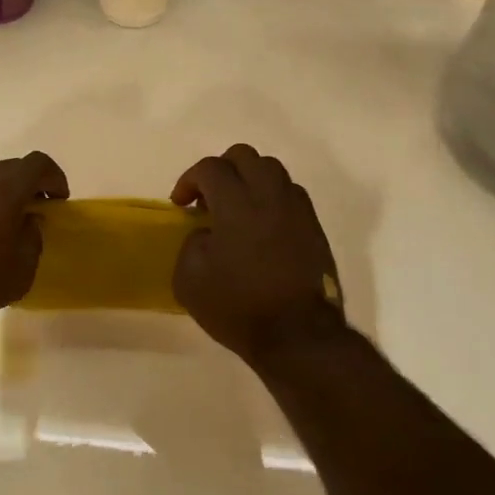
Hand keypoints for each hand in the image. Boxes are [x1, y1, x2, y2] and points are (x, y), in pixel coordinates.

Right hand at [171, 144, 346, 364]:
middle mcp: (270, 198)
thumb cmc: (238, 307)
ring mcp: (297, 211)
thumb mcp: (189, 280)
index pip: (211, 168)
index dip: (189, 180)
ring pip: (273, 170)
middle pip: (246, 156)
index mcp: (237, 206)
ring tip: (236, 207)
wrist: (298, 337)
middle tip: (208, 197)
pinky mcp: (314, 229)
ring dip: (249, 179)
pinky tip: (260, 225)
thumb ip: (192, 244)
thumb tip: (207, 234)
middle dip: (221, 169)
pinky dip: (270, 197)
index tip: (180, 204)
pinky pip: (290, 194)